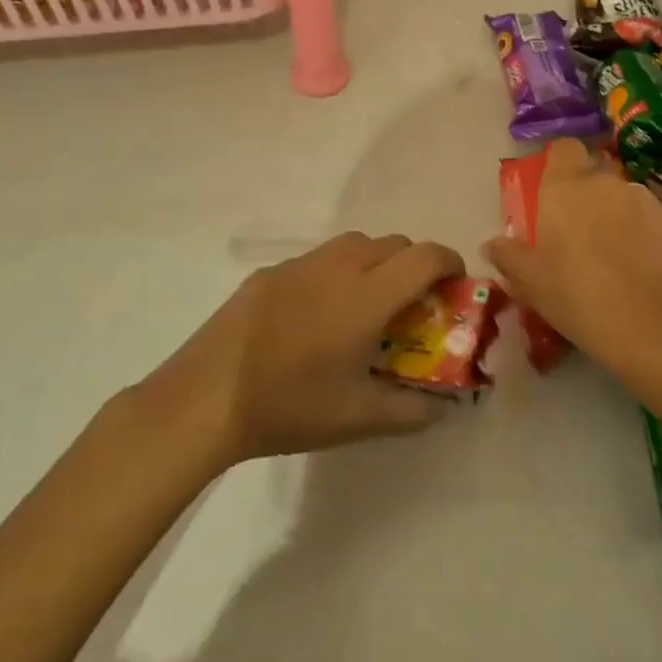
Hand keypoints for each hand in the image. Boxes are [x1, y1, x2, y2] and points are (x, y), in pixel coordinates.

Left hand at [153, 231, 466, 464]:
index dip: (450, 264)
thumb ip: (411, 410)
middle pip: (395, 243)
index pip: (426, 256)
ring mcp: (302, 263)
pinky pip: (321, 258)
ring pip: (358, 243)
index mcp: (368, 295)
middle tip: (411, 306)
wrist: (207, 395)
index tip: (455, 287)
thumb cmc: (290, 405)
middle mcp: (340, 265)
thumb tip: (441, 406)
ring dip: (377, 262)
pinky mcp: (273, 270)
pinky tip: (317, 314)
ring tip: (366, 305)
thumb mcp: (358, 418)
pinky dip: (338, 272)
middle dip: (415, 265)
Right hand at [484, 139, 661, 362]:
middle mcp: (604, 181)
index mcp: (564, 186)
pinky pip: (650, 218)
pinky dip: (644, 233)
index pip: (563, 148)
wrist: (645, 321)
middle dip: (588, 195)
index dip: (560, 163)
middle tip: (580, 232)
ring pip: (623, 196)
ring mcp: (642, 198)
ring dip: (617, 214)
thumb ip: (507, 255)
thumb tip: (492, 244)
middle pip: (594, 174)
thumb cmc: (574, 293)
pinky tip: (642, 266)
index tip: (555, 190)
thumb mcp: (529, 281)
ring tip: (615, 254)